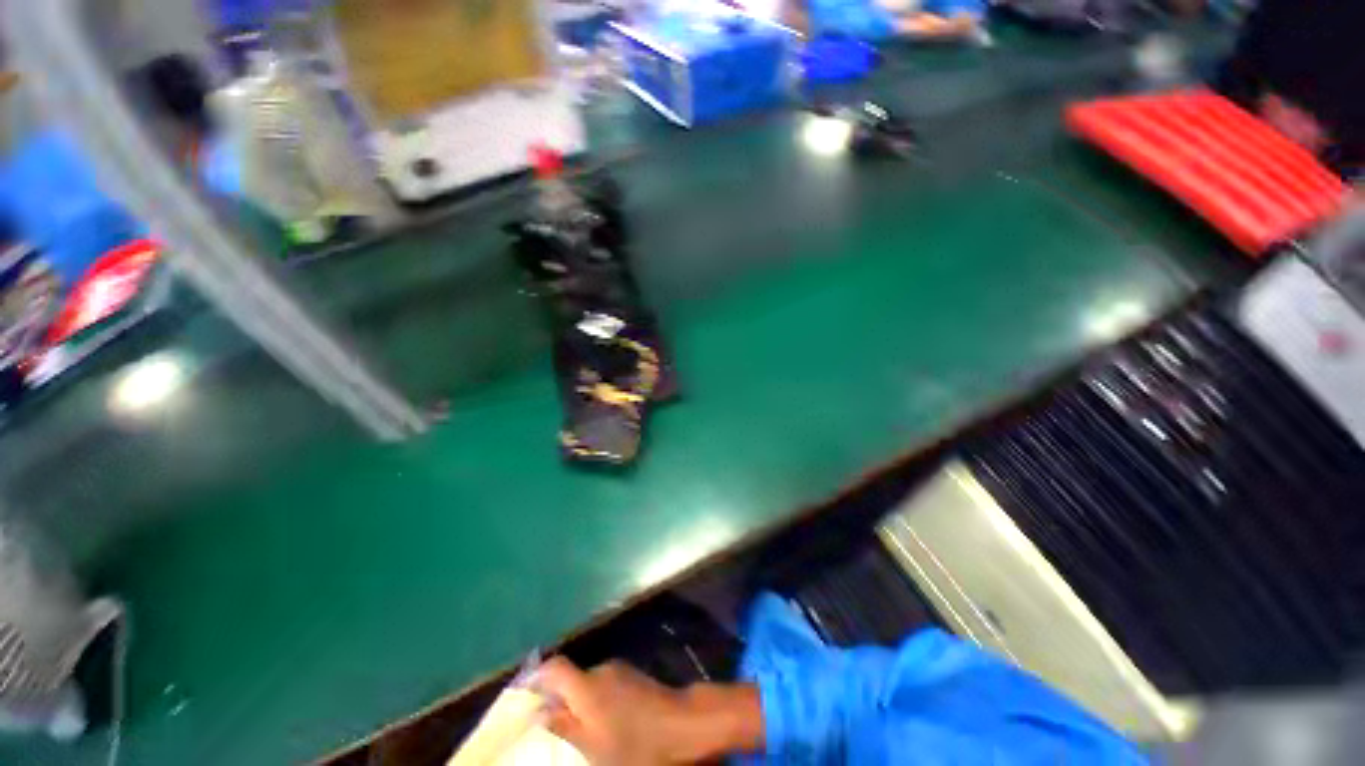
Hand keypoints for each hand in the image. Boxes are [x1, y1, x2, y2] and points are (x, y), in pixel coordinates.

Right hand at [537, 657, 763, 765]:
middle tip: (551, 726)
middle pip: (570, 677)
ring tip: (579, 730)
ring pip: (588, 683)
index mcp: (586, 686)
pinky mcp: (633, 676)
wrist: (682, 725)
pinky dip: (597, 701)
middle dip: (558, 698)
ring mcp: (619, 670)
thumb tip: (541, 712)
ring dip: (580, 702)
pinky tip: (604, 723)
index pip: (553, 667)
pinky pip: (605, 685)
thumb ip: (565, 727)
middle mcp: (600, 670)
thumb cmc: (635, 744)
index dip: (536, 677)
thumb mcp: (593, 748)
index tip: (524, 695)